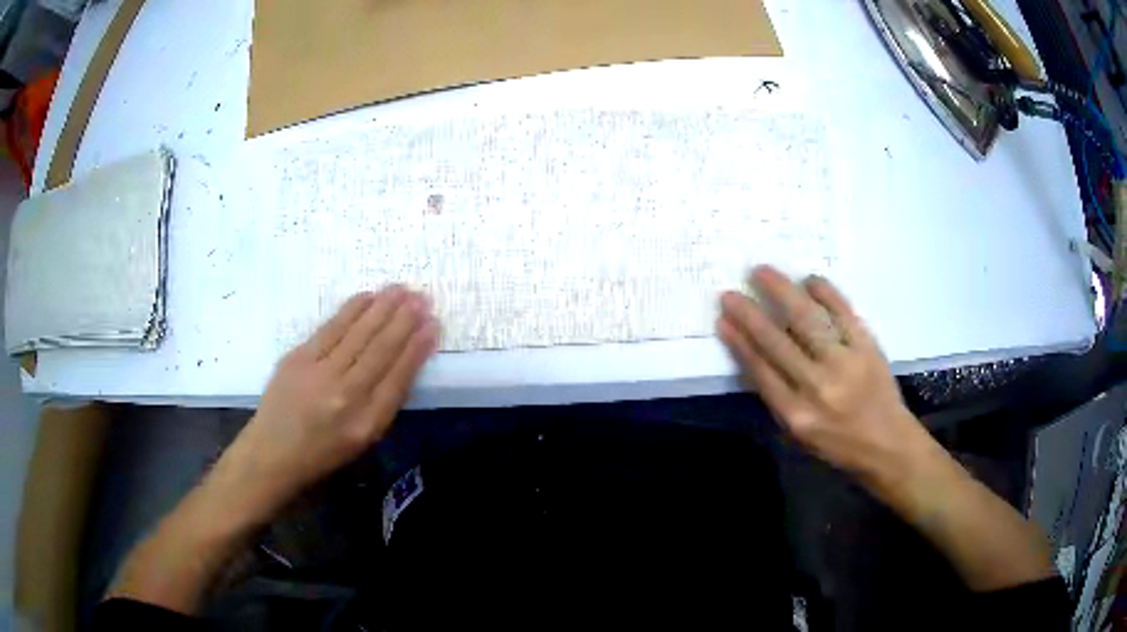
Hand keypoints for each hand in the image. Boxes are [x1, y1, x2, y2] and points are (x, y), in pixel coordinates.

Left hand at [218, 287, 439, 519]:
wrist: (272, 453)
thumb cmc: (323, 453)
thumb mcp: (364, 440)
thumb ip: (384, 403)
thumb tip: (403, 360)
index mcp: (367, 423)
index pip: (399, 377)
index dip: (417, 348)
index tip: (433, 324)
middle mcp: (346, 396)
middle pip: (380, 350)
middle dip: (404, 320)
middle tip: (422, 296)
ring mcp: (320, 373)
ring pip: (358, 333)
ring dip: (382, 308)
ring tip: (400, 289)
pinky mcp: (298, 358)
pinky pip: (332, 328)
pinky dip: (352, 310)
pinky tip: (367, 297)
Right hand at [717, 266, 926, 480]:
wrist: (887, 443)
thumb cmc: (838, 443)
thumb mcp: (799, 434)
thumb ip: (778, 397)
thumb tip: (755, 353)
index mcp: (797, 414)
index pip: (761, 371)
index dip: (739, 342)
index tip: (723, 320)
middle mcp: (818, 387)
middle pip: (777, 342)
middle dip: (750, 315)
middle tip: (731, 293)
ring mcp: (845, 363)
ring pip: (808, 320)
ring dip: (782, 292)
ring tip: (762, 272)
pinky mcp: (867, 347)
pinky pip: (843, 312)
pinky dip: (825, 293)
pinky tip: (808, 280)